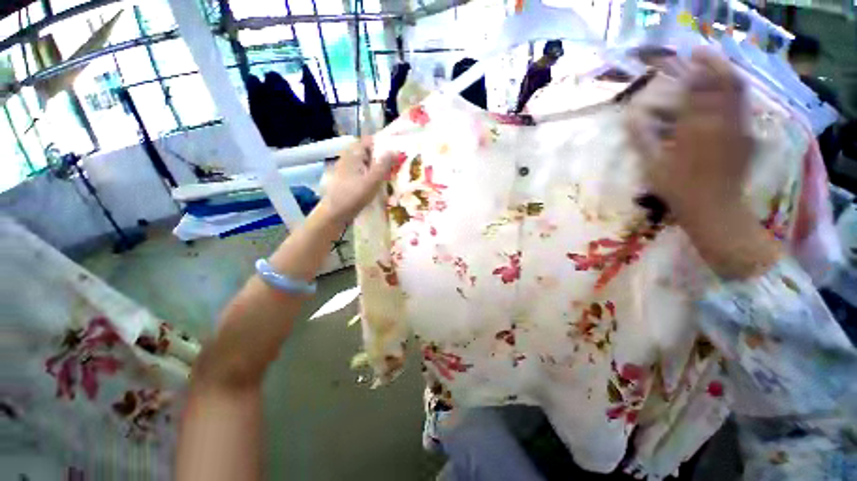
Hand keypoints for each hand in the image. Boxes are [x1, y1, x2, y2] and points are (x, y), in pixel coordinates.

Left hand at [317, 137, 393, 225]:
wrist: (335, 213)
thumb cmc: (354, 195)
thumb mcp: (373, 180)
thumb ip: (384, 164)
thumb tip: (396, 150)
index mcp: (353, 153)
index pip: (370, 140)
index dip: (384, 143)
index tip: (398, 150)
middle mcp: (349, 158)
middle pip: (369, 152)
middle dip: (383, 157)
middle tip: (398, 164)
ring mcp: (348, 169)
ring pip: (367, 163)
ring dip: (379, 167)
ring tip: (393, 174)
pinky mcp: (349, 180)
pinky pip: (364, 172)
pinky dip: (373, 175)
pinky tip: (381, 183)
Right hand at [627, 48, 781, 279]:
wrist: (715, 209)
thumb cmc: (678, 189)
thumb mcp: (652, 165)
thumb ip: (642, 138)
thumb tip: (630, 116)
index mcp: (697, 127)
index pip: (697, 88)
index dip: (691, 71)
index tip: (682, 60)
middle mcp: (722, 121)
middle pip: (725, 82)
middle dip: (713, 63)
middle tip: (700, 54)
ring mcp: (738, 128)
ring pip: (738, 91)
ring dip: (726, 74)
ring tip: (713, 67)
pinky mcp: (746, 137)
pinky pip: (742, 107)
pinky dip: (733, 94)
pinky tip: (723, 96)